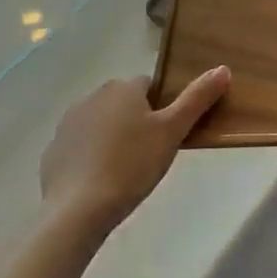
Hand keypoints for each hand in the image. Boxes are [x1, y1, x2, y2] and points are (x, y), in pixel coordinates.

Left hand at [39, 68, 229, 236]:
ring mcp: (68, 124)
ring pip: (102, 123)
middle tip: (153, 152)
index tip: (169, 133)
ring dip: (114, 137)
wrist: (78, 209)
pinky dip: (92, 157)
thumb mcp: (173, 131)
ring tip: (128, 170)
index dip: (163, 107)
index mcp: (122, 88)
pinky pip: (81, 146)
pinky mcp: (53, 151)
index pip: (150, 86)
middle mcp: (92, 97)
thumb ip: (197, 98)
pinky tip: (103, 182)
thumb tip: (223, 68)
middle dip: (138, 121)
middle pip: (124, 103)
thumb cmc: (132, 164)